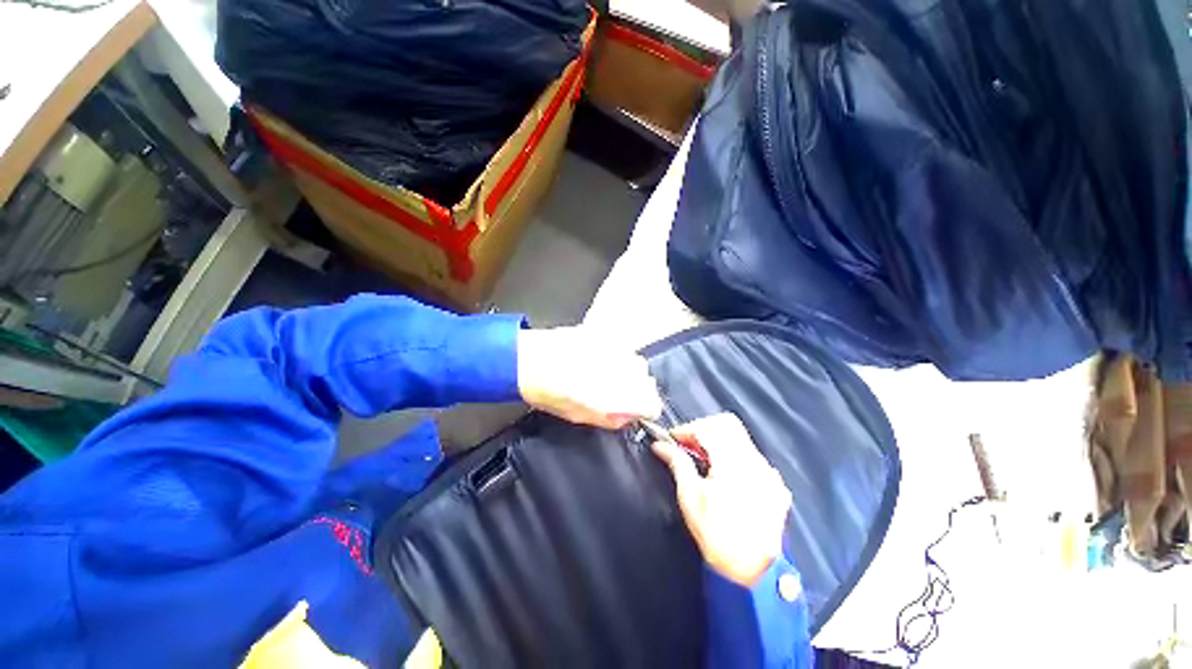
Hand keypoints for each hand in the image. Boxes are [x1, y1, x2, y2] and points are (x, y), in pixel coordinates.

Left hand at [517, 326, 662, 429]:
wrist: (528, 360)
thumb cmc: (550, 392)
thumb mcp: (581, 416)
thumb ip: (612, 419)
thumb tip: (626, 416)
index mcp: (621, 396)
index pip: (653, 405)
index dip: (643, 410)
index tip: (633, 410)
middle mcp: (626, 370)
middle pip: (647, 382)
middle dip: (634, 389)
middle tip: (612, 392)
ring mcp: (617, 349)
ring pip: (635, 363)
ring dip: (625, 371)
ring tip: (601, 373)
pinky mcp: (606, 334)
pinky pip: (619, 348)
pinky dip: (613, 356)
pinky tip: (593, 358)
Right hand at [652, 413, 790, 586]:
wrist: (751, 571)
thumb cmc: (715, 534)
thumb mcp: (690, 496)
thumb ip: (677, 463)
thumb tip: (660, 445)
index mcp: (733, 463)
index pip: (707, 428)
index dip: (686, 429)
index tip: (672, 438)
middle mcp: (755, 461)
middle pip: (727, 424)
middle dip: (703, 428)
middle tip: (688, 444)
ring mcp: (769, 472)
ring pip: (741, 438)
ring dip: (719, 440)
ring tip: (703, 459)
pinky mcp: (776, 484)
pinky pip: (753, 457)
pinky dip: (734, 455)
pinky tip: (725, 474)